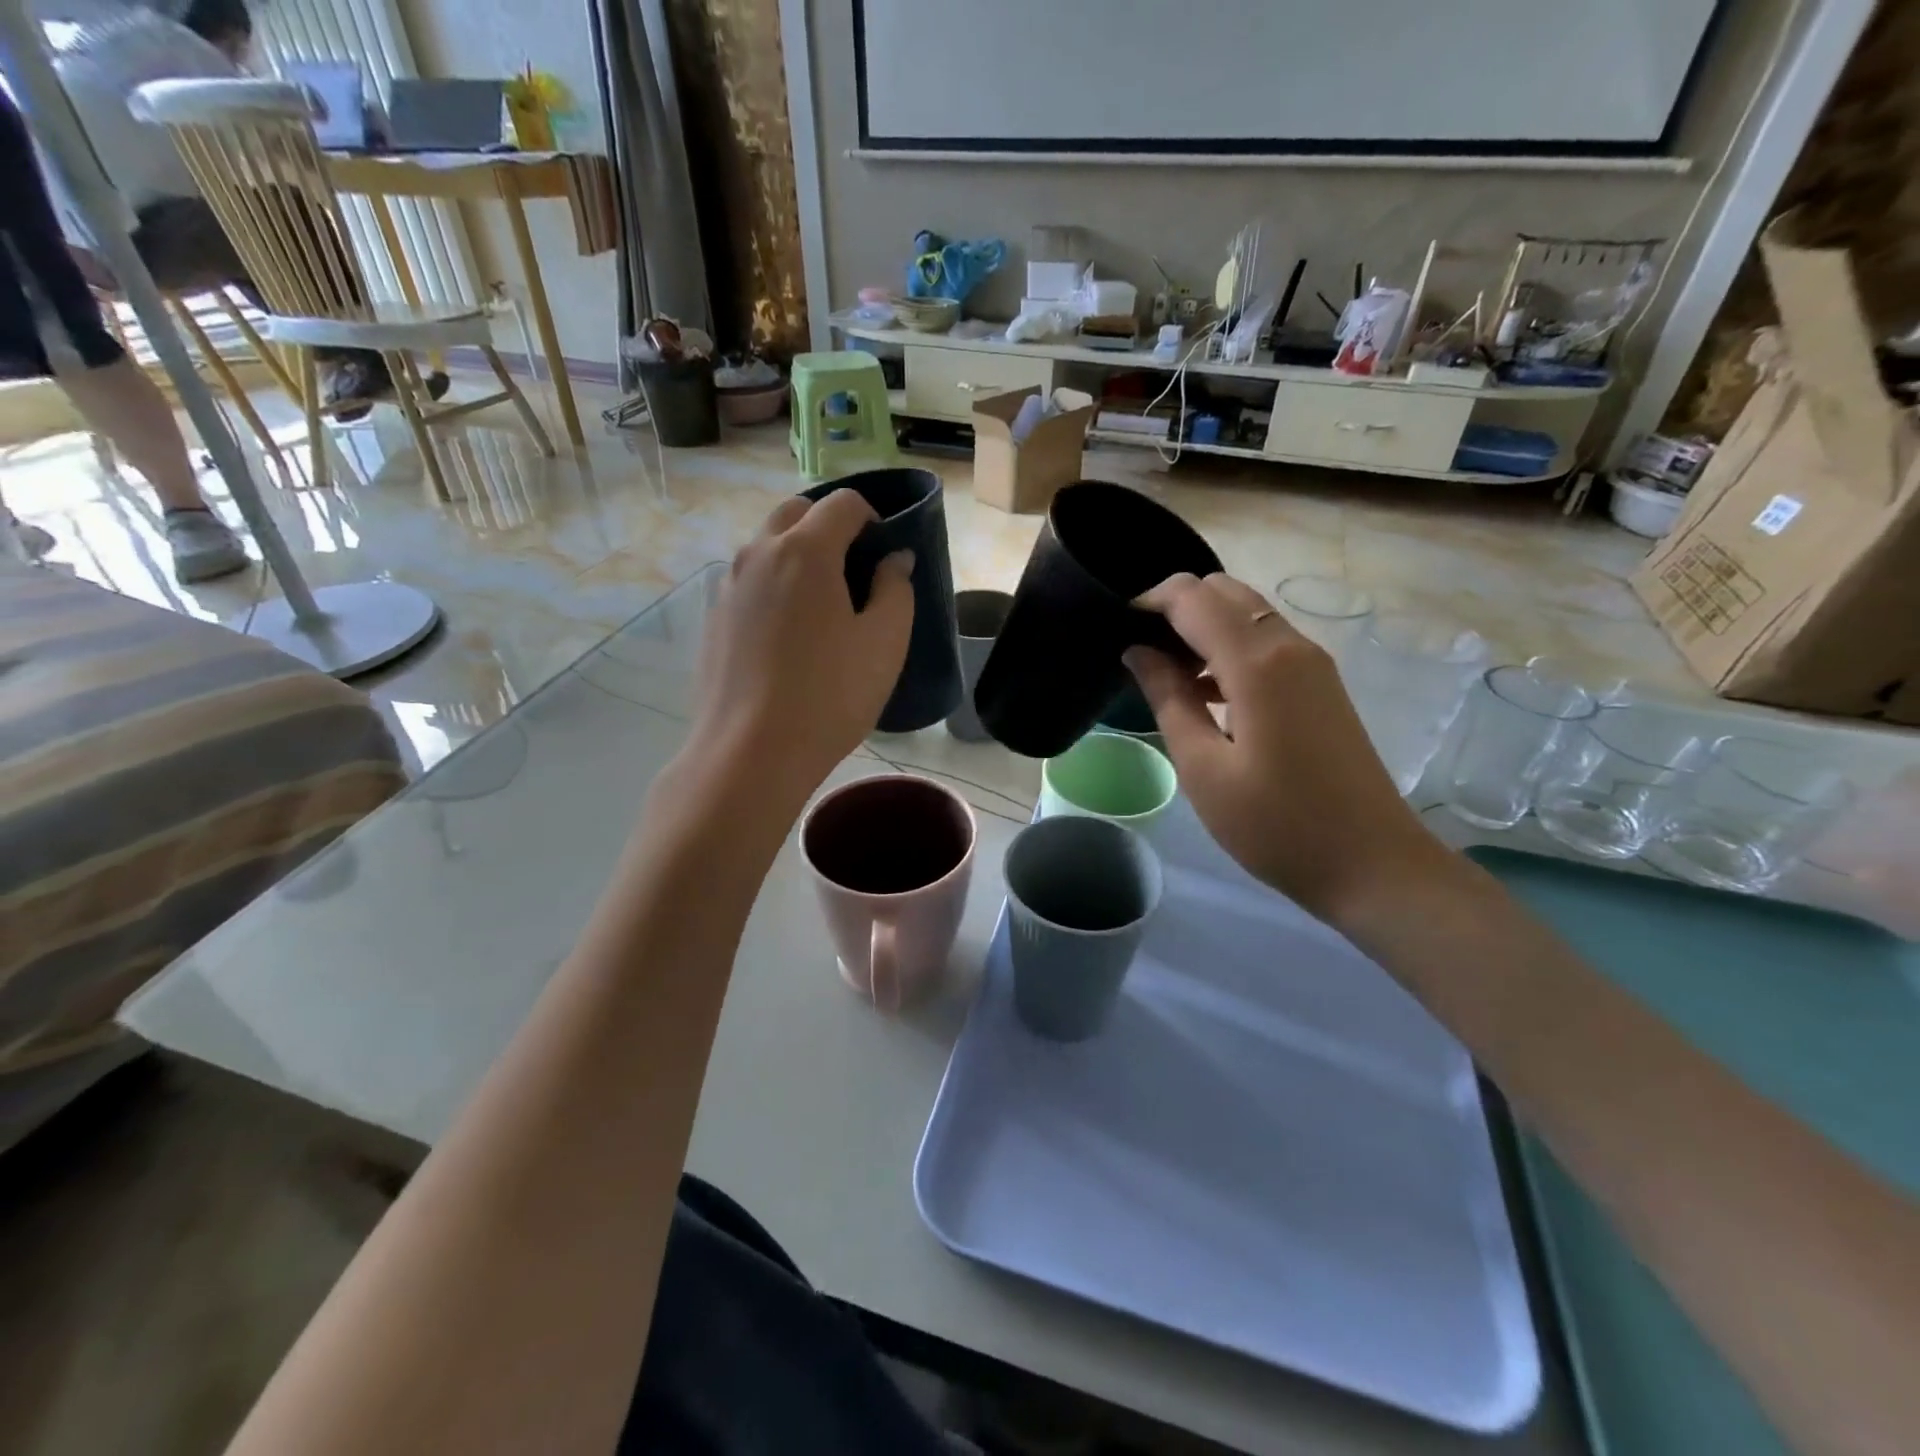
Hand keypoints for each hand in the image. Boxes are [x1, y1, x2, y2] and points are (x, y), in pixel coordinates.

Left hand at [689, 491, 913, 804]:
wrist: (750, 752)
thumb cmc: (830, 695)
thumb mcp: (885, 643)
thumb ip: (896, 589)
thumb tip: (894, 560)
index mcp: (805, 551)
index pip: (843, 503)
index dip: (872, 517)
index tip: (884, 552)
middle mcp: (758, 554)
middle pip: (795, 514)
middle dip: (828, 527)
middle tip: (853, 572)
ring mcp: (729, 587)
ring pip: (766, 548)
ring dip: (797, 557)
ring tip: (821, 609)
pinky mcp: (714, 620)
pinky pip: (749, 584)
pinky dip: (773, 588)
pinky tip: (788, 639)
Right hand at [1126, 572, 1445, 923]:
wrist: (1372, 864)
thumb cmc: (1275, 824)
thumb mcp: (1203, 767)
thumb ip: (1168, 698)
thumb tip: (1138, 651)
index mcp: (1257, 662)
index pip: (1193, 597)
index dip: (1149, 601)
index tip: (1115, 627)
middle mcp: (1289, 645)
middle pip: (1224, 591)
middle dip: (1176, 608)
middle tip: (1140, 654)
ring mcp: (1312, 663)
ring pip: (1247, 613)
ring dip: (1203, 628)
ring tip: (1166, 676)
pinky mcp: (1321, 684)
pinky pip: (1266, 642)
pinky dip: (1229, 649)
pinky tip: (1206, 694)